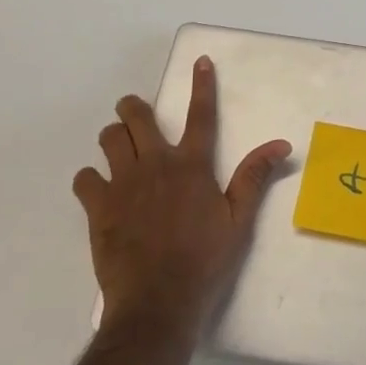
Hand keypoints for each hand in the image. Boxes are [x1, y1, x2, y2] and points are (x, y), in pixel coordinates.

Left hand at [73, 56, 290, 342]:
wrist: (157, 303)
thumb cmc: (204, 261)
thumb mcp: (239, 221)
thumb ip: (254, 177)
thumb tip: (281, 143)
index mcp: (192, 165)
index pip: (201, 114)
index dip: (201, 85)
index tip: (199, 61)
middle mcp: (156, 164)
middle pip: (138, 117)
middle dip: (134, 107)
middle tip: (135, 112)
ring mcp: (123, 184)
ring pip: (109, 139)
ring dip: (113, 136)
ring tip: (117, 145)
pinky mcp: (99, 208)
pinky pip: (84, 178)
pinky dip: (89, 178)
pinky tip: (96, 188)